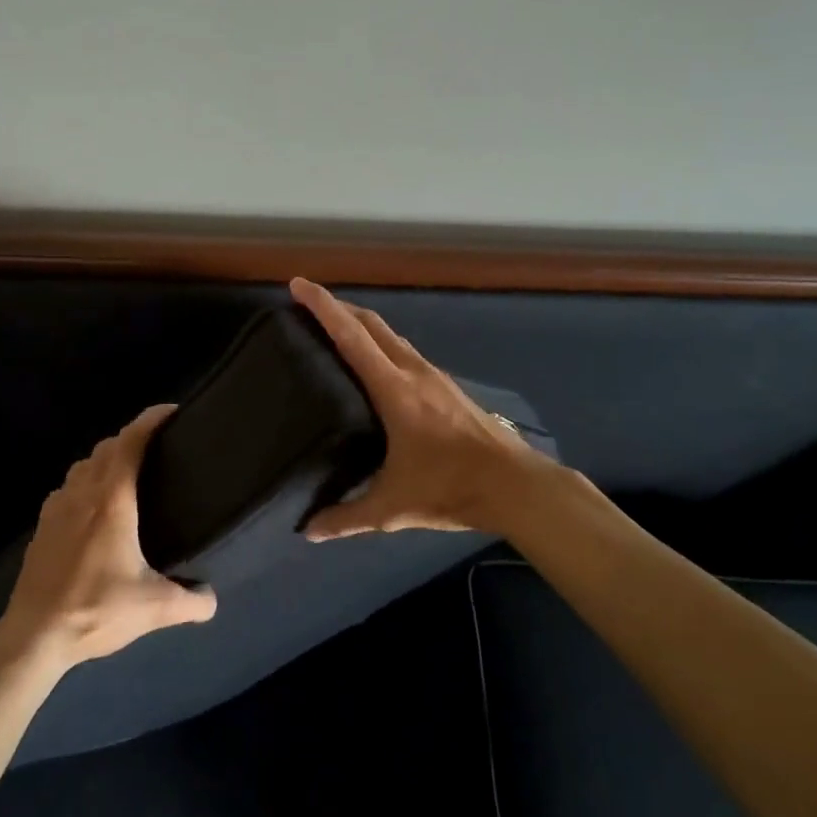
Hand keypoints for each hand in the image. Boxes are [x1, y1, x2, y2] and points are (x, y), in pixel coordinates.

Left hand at [0, 404, 216, 666]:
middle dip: (131, 437)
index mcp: (111, 501)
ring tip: (126, 473)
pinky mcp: (42, 527)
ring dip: (105, 458)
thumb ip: (191, 601)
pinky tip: (93, 507)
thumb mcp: (154, 608)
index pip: (130, 443)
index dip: (150, 420)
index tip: (170, 411)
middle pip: (106, 448)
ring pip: (82, 465)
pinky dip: (84, 482)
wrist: (34, 636)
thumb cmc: (95, 610)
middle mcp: (82, 494)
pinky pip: (67, 488)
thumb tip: (212, 599)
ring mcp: (56, 509)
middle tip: (156, 446)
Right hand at [290, 277, 549, 539]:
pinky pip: (405, 352)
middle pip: (372, 324)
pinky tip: (376, 366)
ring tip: (336, 330)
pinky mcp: (447, 387)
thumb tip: (309, 531)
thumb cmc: (451, 488)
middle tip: (309, 304)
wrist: (516, 485)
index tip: (299, 284)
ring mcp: (434, 377)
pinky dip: (381, 344)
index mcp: (395, 390)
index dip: (324, 307)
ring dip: (362, 324)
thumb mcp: (393, 507)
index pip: (352, 337)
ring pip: (391, 336)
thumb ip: (348, 516)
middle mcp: (414, 372)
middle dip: (339, 306)